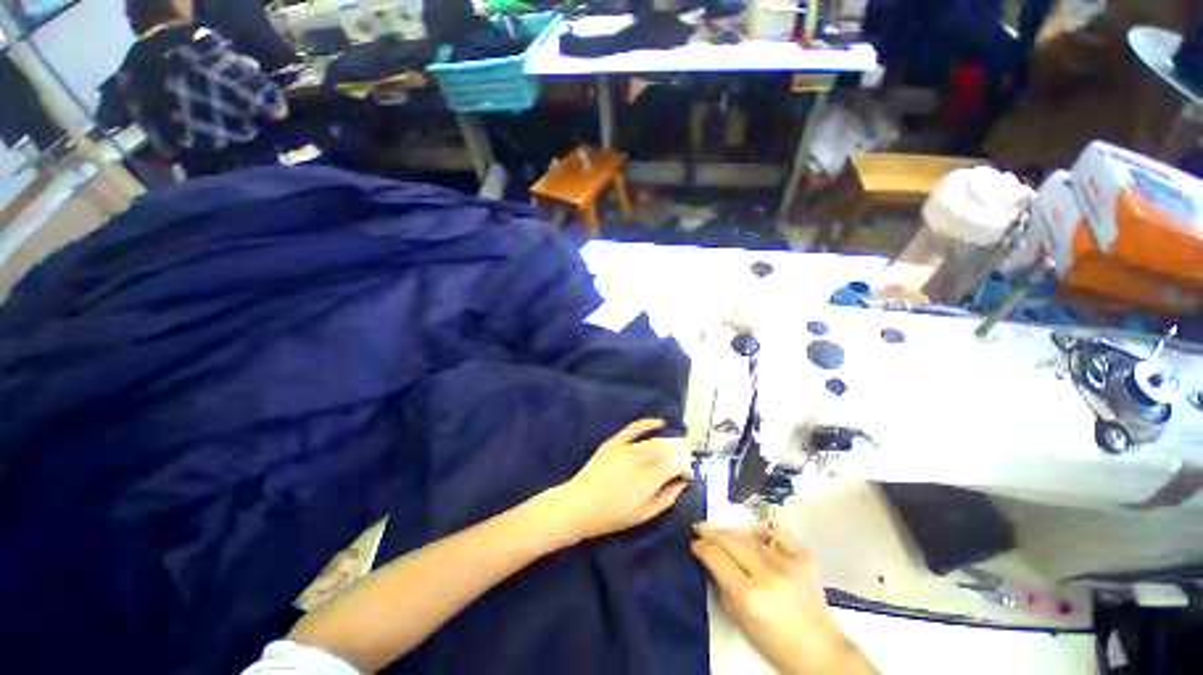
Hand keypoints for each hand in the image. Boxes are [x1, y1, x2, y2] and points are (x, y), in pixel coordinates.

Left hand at [548, 418, 693, 543]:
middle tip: (681, 466)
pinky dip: (648, 423)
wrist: (580, 504)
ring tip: (673, 452)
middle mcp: (640, 459)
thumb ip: (667, 498)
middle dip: (678, 456)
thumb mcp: (644, 514)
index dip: (685, 468)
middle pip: (667, 451)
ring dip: (667, 446)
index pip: (676, 464)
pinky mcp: (615, 442)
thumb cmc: (613, 516)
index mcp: (649, 478)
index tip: (687, 476)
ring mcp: (627, 448)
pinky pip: (634, 428)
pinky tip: (660, 422)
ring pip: (654, 442)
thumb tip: (682, 484)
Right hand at [692, 524, 874, 674]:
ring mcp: (789, 563)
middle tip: (701, 527)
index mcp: (749, 595)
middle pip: (731, 541)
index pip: (716, 557)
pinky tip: (757, 534)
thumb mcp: (739, 618)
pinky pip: (778, 533)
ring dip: (734, 533)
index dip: (701, 547)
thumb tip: (708, 558)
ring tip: (725, 534)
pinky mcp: (805, 557)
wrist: (819, 650)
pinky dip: (765, 531)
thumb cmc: (773, 641)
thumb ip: (721, 585)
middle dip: (712, 532)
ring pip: (751, 535)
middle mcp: (768, 574)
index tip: (694, 542)